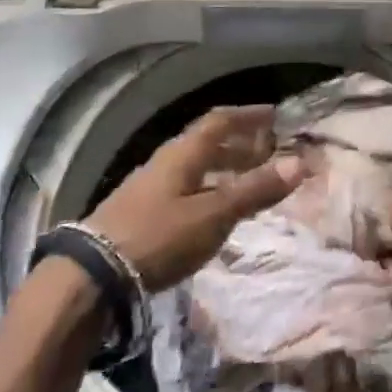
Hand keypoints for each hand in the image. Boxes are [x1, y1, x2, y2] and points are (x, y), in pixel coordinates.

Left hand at [83, 106, 305, 289]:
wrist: (91, 276)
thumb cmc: (159, 236)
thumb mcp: (214, 215)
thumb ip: (255, 190)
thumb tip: (299, 163)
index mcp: (184, 153)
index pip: (220, 121)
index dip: (248, 116)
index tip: (274, 115)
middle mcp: (167, 162)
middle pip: (207, 143)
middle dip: (240, 145)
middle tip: (268, 152)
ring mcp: (150, 188)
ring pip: (196, 168)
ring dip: (224, 169)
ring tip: (249, 182)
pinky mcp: (141, 213)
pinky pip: (185, 189)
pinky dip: (209, 190)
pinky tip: (215, 212)